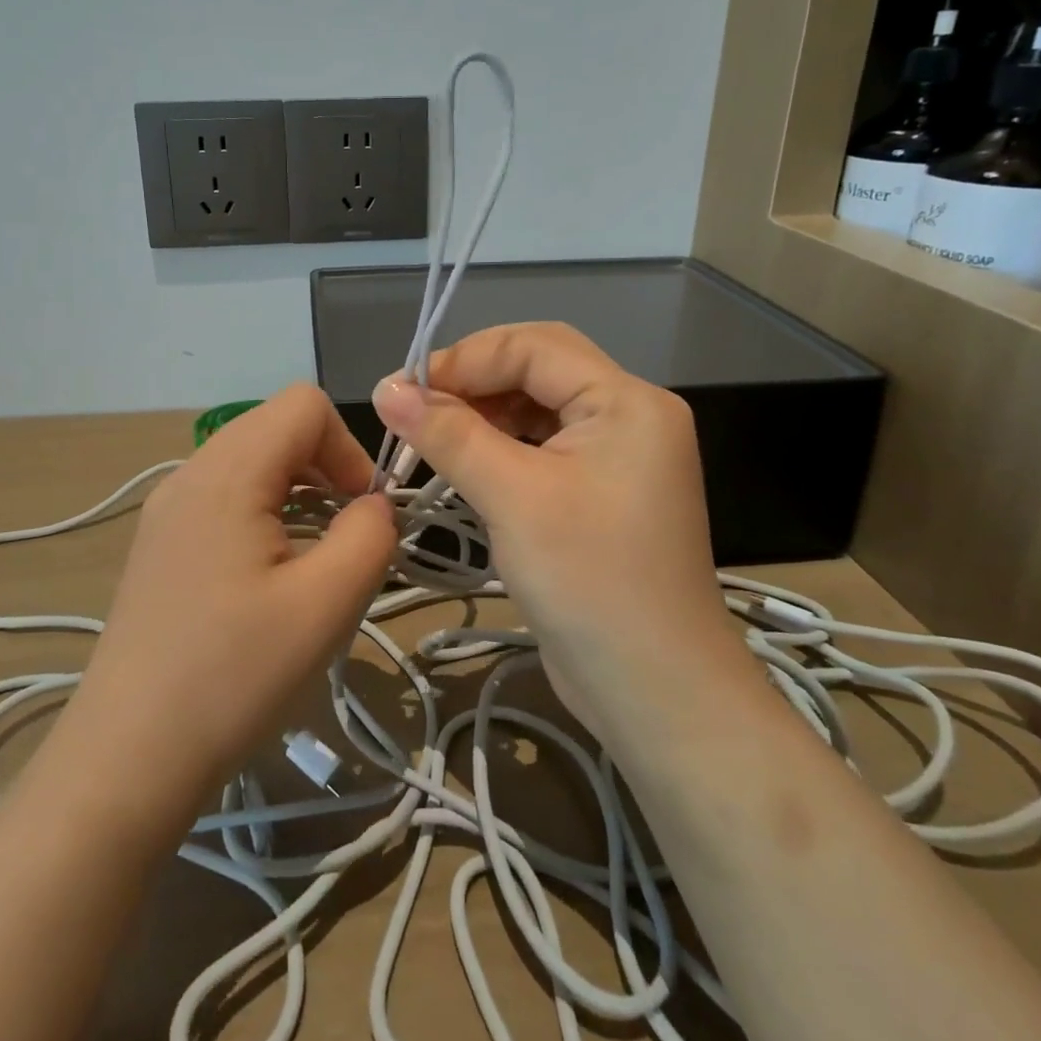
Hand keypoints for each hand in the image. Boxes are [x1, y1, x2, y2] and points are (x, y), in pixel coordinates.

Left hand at [67, 384, 397, 818]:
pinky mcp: (160, 542)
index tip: (363, 514)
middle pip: (276, 426)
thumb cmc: (232, 677)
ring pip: (251, 461)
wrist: (127, 757)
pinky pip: (225, 496)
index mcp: (226, 472)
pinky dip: (264, 513)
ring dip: (297, 492)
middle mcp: (189, 473)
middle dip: (326, 468)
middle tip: (345, 537)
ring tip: (312, 559)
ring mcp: (167, 508)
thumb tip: (374, 506)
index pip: (305, 404)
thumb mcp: (326, 605)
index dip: (349, 448)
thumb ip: (370, 535)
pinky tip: (268, 577)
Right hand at [371, 322, 755, 736]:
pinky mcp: (600, 493)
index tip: (401, 391)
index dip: (464, 359)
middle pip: (538, 370)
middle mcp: (629, 416)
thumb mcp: (513, 497)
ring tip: (429, 437)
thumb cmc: (589, 583)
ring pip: (536, 409)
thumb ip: (449, 434)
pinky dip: (499, 449)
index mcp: (627, 401)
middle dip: (473, 382)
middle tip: (412, 410)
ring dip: (482, 416)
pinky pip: (542, 448)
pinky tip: (464, 466)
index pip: (534, 347)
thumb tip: (386, 388)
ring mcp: (617, 457)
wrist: (655, 693)